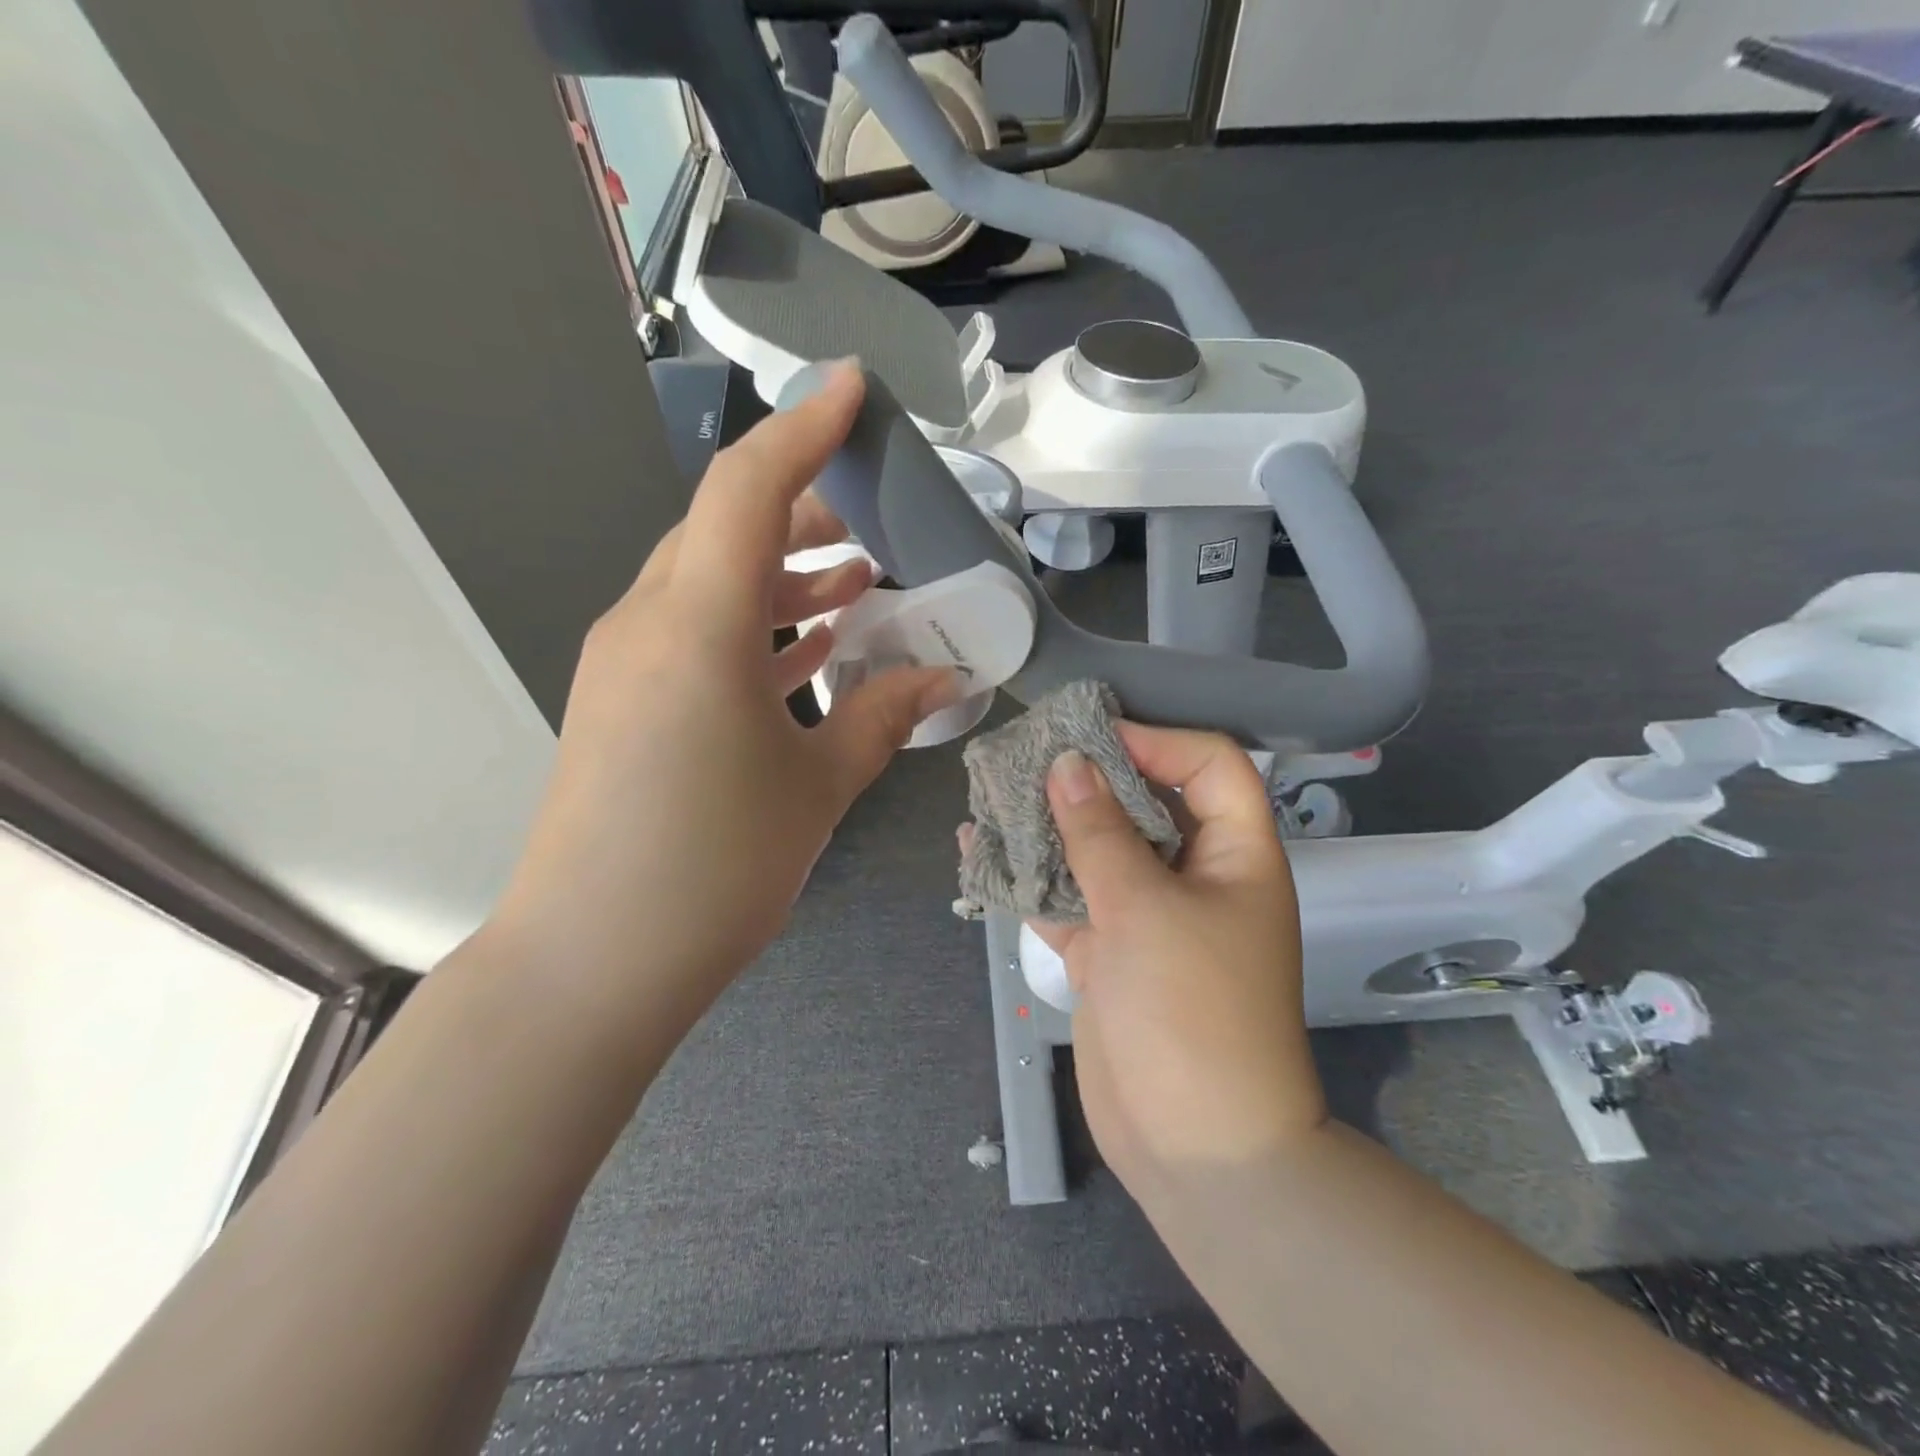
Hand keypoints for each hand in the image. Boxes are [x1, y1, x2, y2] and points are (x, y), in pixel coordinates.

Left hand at [493, 365, 956, 1028]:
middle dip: (805, 509)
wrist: (592, 960)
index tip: (854, 388)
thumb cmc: (714, 867)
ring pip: (711, 580)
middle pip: (726, 527)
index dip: (804, 428)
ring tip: (859, 577)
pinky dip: (755, 623)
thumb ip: (885, 716)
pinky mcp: (625, 701)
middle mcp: (649, 621)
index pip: (749, 488)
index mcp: (697, 623)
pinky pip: (696, 632)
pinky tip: (810, 643)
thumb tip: (945, 677)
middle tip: (877, 516)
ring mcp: (628, 662)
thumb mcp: (818, 786)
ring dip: (784, 571)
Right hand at [1029, 726, 1326, 1193]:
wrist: (1194, 1145)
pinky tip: (983, 851)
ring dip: (1052, 824)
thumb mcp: (1144, 907)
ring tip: (995, 791)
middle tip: (1029, 755)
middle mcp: (1195, 876)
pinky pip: (1069, 898)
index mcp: (1235, 854)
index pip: (1209, 766)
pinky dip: (1032, 877)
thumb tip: (1067, 763)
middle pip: (1145, 803)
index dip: (1156, 742)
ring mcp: (1148, 916)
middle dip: (1089, 778)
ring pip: (1099, 850)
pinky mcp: (1110, 952)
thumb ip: (1099, 832)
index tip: (1090, 738)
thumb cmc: (1190, 1010)